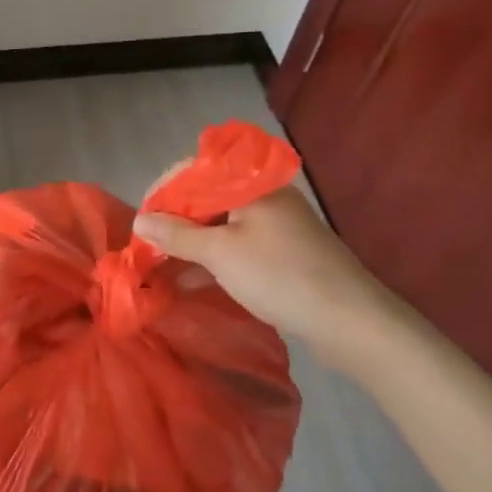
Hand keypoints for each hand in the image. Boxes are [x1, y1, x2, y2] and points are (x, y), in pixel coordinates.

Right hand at [133, 187, 412, 371]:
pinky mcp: (284, 252)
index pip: (195, 170)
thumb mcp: (221, 253)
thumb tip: (140, 220)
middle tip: (149, 244)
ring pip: (222, 222)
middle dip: (175, 218)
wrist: (351, 321)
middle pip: (208, 195)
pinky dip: (214, 256)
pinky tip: (191, 279)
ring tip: (162, 263)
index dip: (163, 191)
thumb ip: (177, 235)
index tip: (141, 220)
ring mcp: (276, 225)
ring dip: (192, 240)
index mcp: (251, 182)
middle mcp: (264, 195)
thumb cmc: (280, 276)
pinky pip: (238, 244)